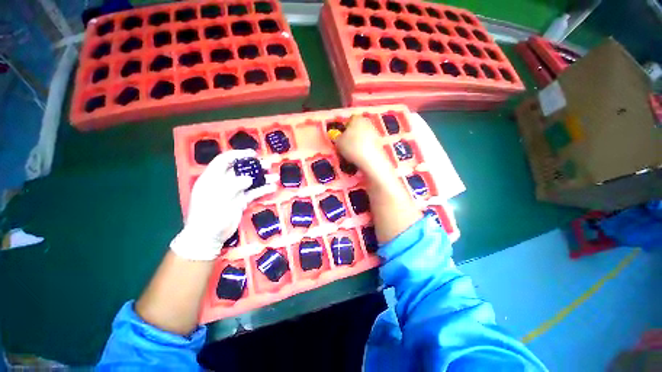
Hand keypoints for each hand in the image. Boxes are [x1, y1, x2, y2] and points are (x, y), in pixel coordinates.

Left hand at [170, 149, 276, 260]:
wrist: (208, 237)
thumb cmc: (209, 215)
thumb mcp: (219, 198)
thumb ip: (234, 186)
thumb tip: (249, 179)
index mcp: (213, 178)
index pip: (225, 160)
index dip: (238, 154)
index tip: (252, 154)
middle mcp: (224, 182)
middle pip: (241, 170)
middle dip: (255, 166)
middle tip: (268, 165)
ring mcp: (233, 192)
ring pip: (250, 181)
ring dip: (262, 178)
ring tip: (274, 177)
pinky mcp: (241, 201)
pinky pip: (253, 193)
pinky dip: (262, 190)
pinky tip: (272, 188)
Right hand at [334, 115, 390, 177]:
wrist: (370, 159)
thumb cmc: (352, 147)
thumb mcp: (338, 142)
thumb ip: (337, 137)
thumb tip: (339, 137)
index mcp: (357, 119)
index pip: (350, 119)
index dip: (345, 127)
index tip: (342, 137)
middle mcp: (367, 122)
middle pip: (358, 127)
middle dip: (353, 134)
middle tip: (347, 144)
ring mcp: (375, 132)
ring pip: (364, 135)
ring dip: (359, 141)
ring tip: (354, 152)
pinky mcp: (380, 142)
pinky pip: (369, 143)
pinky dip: (365, 148)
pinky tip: (361, 155)